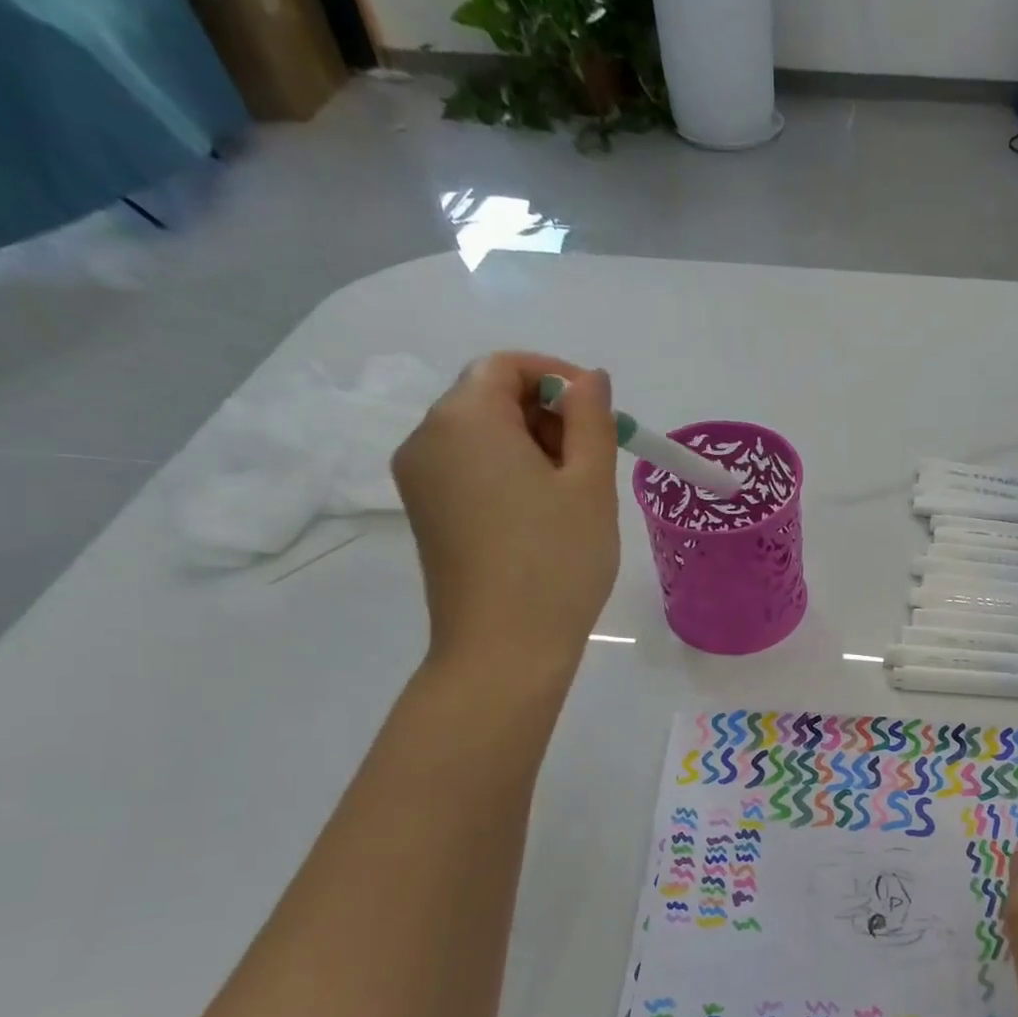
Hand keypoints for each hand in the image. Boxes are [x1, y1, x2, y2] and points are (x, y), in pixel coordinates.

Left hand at [392, 353, 619, 679]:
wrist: (503, 651)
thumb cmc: (557, 562)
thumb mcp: (590, 485)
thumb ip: (591, 419)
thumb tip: (588, 377)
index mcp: (464, 419)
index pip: (505, 365)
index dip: (556, 377)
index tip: (599, 413)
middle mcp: (426, 438)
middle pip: (488, 397)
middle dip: (546, 414)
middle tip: (594, 460)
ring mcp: (419, 480)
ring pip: (479, 435)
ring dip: (530, 446)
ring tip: (572, 494)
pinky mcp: (425, 514)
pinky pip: (467, 469)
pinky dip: (506, 473)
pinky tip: (540, 515)